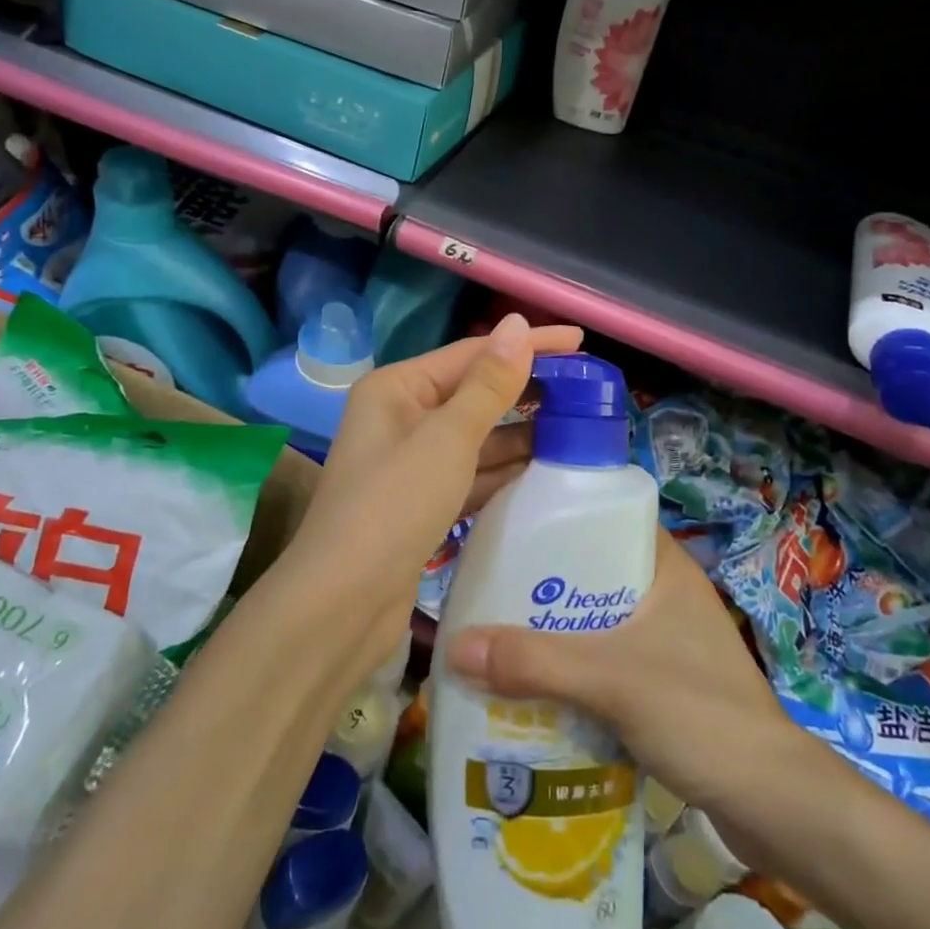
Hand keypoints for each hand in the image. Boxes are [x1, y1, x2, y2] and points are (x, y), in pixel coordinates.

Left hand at [283, 313, 583, 687]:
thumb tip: (517, 323)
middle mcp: (400, 417)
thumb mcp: (447, 439)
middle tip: (585, 389)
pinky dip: (504, 471)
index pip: (471, 354)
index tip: (580, 341)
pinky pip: (472, 473)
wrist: (343, 605)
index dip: (526, 346)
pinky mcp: (422, 502)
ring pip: (476, 437)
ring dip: (520, 432)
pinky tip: (544, 469)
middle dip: (525, 391)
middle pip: (474, 393)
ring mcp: (411, 462)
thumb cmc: (393, 506)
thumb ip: (488, 384)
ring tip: (578, 427)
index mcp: (396, 388)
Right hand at [445, 527, 795, 822]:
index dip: (558, 513)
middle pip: (591, 571)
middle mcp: (665, 593)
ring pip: (594, 618)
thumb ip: (537, 663)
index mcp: (664, 566)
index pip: (605, 515)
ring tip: (498, 634)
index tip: (507, 524)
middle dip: (542, 581)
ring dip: (553, 629)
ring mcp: (666, 640)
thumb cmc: (701, 715)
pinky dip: (570, 666)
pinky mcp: (662, 683)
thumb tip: (454, 645)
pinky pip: (603, 659)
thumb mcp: (612, 680)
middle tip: (488, 587)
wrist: (775, 806)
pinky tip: (534, 683)